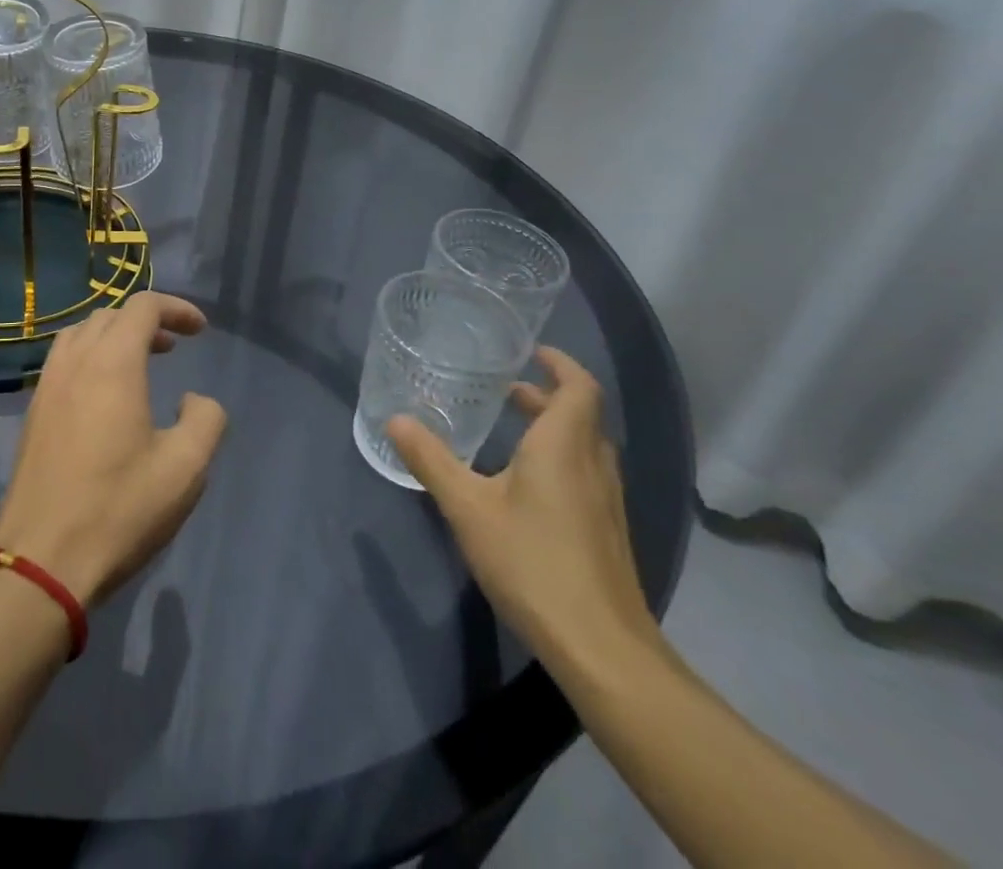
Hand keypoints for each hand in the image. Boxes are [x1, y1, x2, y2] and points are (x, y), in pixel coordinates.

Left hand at [0, 292, 226, 606]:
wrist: (40, 561)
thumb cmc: (118, 510)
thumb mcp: (185, 468)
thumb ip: (205, 419)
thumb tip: (192, 399)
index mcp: (112, 364)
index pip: (143, 308)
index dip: (176, 308)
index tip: (200, 330)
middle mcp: (75, 362)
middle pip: (110, 315)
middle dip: (147, 320)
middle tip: (174, 345)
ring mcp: (47, 386)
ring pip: (81, 334)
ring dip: (114, 335)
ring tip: (140, 362)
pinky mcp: (33, 413)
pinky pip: (63, 360)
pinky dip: (90, 356)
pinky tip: (104, 394)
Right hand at [386, 346, 658, 672]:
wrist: (602, 649)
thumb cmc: (532, 562)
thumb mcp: (468, 508)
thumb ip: (431, 461)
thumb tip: (395, 420)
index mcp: (564, 445)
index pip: (579, 386)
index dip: (560, 364)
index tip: (531, 352)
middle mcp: (593, 464)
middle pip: (581, 414)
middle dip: (545, 395)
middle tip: (505, 389)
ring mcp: (607, 501)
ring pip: (584, 446)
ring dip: (554, 428)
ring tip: (511, 429)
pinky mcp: (607, 532)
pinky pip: (586, 474)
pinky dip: (560, 459)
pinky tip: (526, 485)